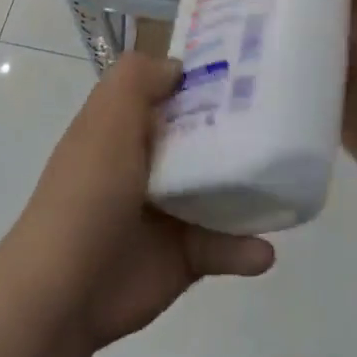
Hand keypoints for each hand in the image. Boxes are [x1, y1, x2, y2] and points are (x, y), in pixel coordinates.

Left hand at [7, 51, 275, 350]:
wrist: (64, 290)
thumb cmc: (88, 193)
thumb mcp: (106, 119)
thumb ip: (138, 80)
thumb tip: (177, 68)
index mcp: (127, 128)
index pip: (171, 92)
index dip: (205, 79)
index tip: (252, 66)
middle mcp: (150, 163)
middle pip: (204, 137)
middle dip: (242, 130)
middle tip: (288, 120)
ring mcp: (170, 211)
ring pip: (222, 191)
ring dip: (253, 189)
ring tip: (291, 182)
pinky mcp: (185, 256)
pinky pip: (224, 247)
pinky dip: (245, 249)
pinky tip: (264, 251)